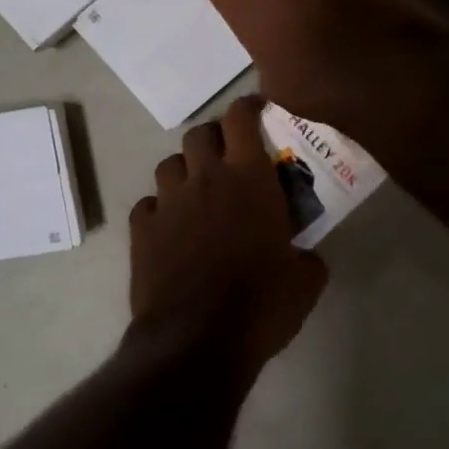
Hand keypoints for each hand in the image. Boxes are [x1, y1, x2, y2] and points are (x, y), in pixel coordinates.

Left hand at [129, 98, 328, 369]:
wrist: (196, 340)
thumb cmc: (260, 305)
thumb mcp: (304, 282)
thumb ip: (307, 257)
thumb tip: (305, 256)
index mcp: (248, 179)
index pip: (241, 118)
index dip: (247, 107)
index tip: (256, 111)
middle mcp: (204, 179)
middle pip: (200, 134)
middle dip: (214, 139)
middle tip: (229, 159)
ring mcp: (168, 202)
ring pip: (169, 164)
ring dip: (185, 171)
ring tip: (197, 193)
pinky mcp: (141, 230)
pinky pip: (148, 204)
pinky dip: (161, 209)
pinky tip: (171, 229)